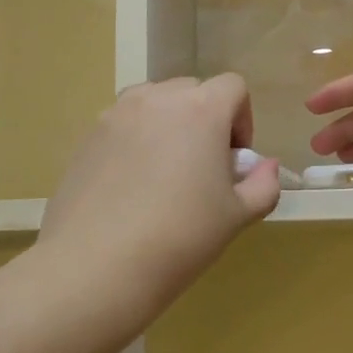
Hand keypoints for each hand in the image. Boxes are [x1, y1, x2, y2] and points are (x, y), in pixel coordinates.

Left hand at [41, 74, 279, 325]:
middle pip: (191, 90)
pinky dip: (134, 141)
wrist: (97, 265)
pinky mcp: (86, 137)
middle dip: (205, 119)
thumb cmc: (181, 236)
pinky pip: (121, 125)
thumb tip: (266, 166)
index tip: (234, 159)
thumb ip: (263, 184)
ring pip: (152, 103)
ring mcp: (115, 115)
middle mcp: (157, 99)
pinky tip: (130, 188)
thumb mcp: (237, 216)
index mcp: (201, 109)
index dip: (242, 118)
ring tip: (164, 172)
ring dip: (168, 124)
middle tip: (202, 167)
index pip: (232, 86)